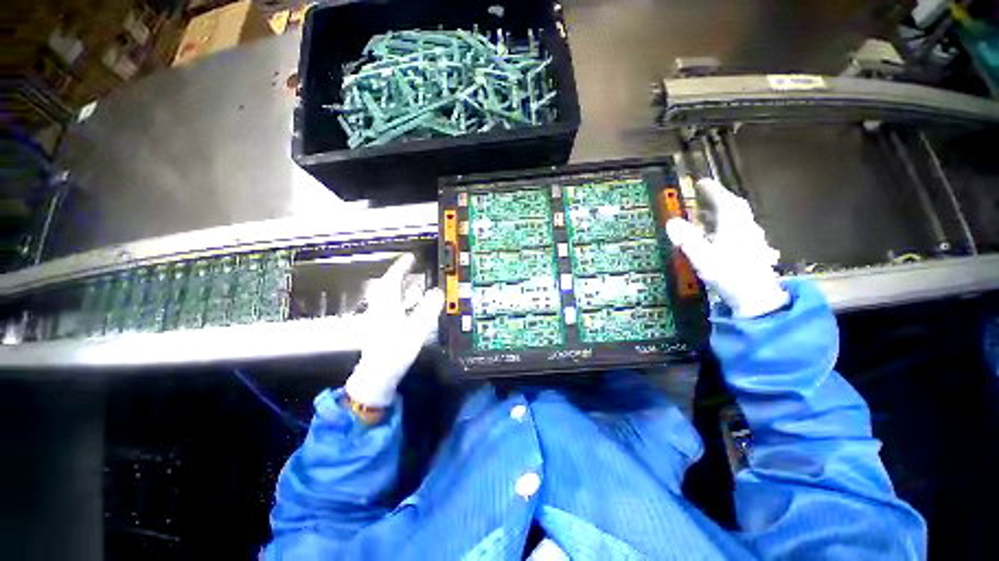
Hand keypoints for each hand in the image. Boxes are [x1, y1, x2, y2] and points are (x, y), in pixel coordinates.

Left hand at [344, 254, 444, 406]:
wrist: (378, 375)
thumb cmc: (395, 351)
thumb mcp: (416, 328)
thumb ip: (428, 309)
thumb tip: (437, 291)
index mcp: (388, 305)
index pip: (392, 279)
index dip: (401, 266)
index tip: (410, 257)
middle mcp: (381, 308)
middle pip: (388, 285)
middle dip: (399, 274)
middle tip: (411, 267)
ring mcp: (380, 318)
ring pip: (389, 296)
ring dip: (399, 286)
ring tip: (412, 282)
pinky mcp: (382, 327)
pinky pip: (391, 306)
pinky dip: (400, 299)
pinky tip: (409, 304)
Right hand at [666, 179, 788, 318]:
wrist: (758, 299)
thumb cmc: (730, 275)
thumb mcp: (703, 257)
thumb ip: (687, 239)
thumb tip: (671, 222)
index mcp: (734, 226)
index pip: (725, 201)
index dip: (713, 190)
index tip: (701, 182)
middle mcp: (746, 229)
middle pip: (734, 209)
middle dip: (718, 200)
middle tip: (703, 198)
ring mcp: (752, 241)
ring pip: (737, 221)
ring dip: (721, 216)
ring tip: (704, 218)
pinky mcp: (753, 253)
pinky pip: (738, 233)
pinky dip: (726, 230)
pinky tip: (718, 239)